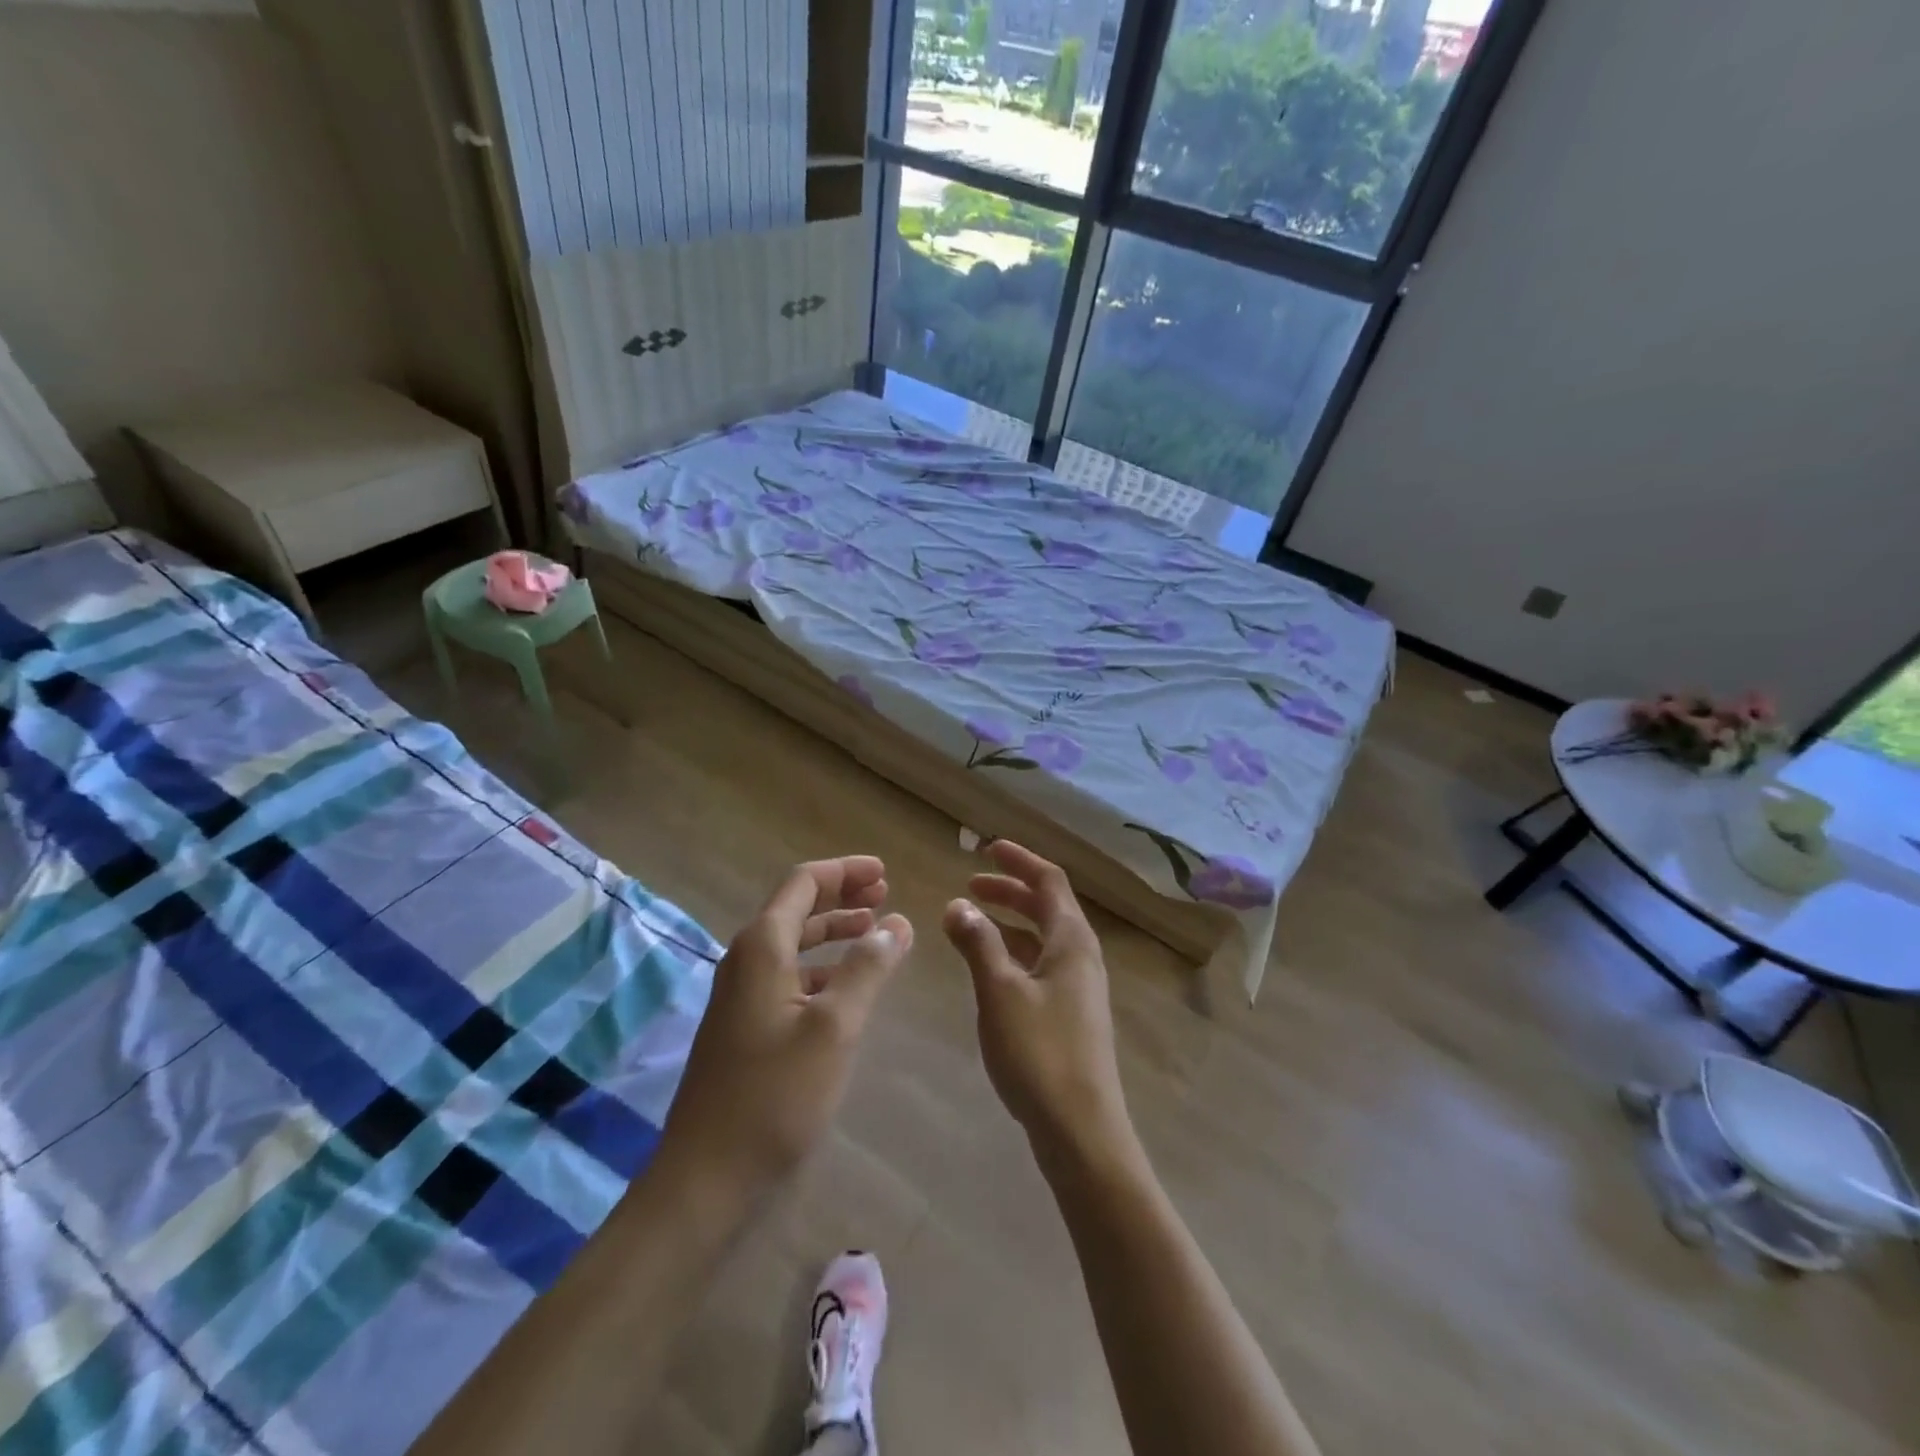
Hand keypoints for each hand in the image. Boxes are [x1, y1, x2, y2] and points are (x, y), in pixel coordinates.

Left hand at [655, 856, 911, 1206]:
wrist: (708, 1177)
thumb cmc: (775, 1095)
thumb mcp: (835, 1026)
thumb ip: (868, 967)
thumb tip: (897, 922)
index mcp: (762, 947)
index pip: (803, 882)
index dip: (845, 871)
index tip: (885, 872)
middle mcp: (747, 960)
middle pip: (797, 907)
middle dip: (842, 896)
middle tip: (886, 894)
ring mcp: (742, 995)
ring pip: (794, 943)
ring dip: (834, 931)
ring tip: (875, 930)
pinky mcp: (746, 1026)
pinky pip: (789, 976)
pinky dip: (823, 967)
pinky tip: (848, 984)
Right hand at [942, 841, 1135, 1169]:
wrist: (1081, 1130)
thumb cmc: (1039, 1052)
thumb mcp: (1000, 992)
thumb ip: (979, 943)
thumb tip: (958, 905)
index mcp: (1072, 941)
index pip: (1049, 881)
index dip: (1020, 861)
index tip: (988, 849)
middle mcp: (1082, 956)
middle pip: (1048, 907)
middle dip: (1010, 891)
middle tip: (971, 886)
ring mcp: (1079, 988)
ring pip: (1043, 938)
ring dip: (1010, 922)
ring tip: (971, 922)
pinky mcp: (1071, 1015)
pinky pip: (1041, 965)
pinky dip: (1014, 953)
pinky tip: (990, 968)